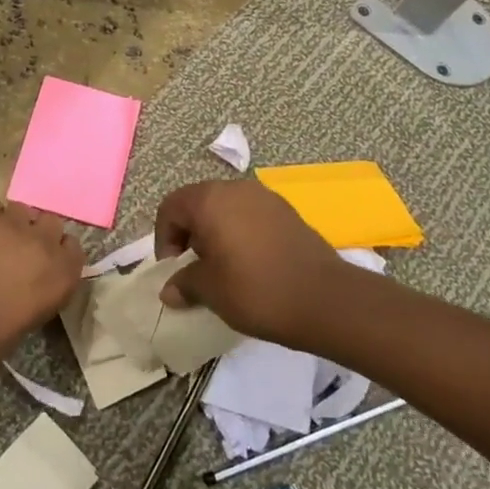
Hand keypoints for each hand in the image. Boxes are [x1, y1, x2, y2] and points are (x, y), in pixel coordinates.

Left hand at [0, 197, 84, 372]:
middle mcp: (42, 243)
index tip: (44, 265)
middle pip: (50, 223)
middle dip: (37, 234)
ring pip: (21, 210)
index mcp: (60, 276)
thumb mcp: (23, 326)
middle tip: (17, 252)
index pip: (73, 250)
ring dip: (11, 224)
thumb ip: (37, 296)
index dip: (58, 255)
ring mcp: (9, 224)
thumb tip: (28, 286)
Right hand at [154, 180, 350, 345]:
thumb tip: (169, 289)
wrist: (325, 299)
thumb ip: (184, 283)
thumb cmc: (256, 290)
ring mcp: (264, 197)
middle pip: (198, 203)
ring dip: (216, 232)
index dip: (164, 238)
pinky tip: (250, 264)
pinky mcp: (287, 211)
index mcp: (209, 200)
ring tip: (223, 267)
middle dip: (189, 233)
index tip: (173, 269)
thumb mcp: (211, 291)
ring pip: (226, 208)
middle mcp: (235, 188)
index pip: (170, 207)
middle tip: (194, 267)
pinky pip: (250, 215)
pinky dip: (241, 233)